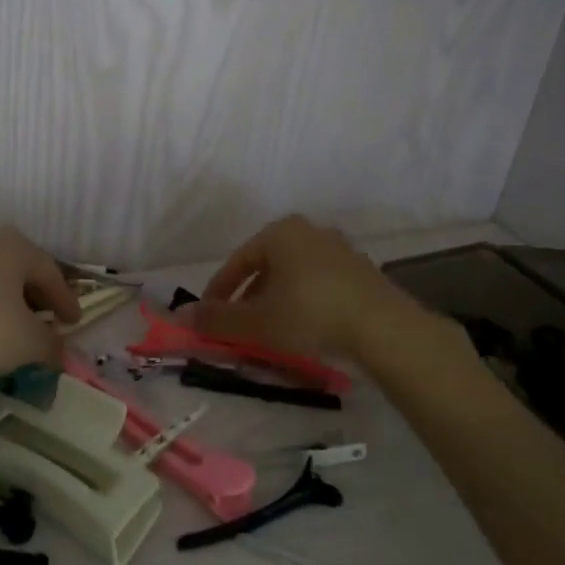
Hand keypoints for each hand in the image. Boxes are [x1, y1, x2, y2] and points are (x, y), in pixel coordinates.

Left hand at [0, 228, 80, 379]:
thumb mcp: (26, 343)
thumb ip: (51, 346)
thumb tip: (63, 353)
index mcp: (15, 247)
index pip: (51, 272)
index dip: (66, 300)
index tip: (74, 322)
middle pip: (17, 269)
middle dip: (33, 296)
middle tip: (43, 321)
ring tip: (4, 327)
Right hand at [194, 215, 409, 361]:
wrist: (383, 328)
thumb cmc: (310, 314)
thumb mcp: (256, 321)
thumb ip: (217, 318)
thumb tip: (181, 316)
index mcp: (280, 232)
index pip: (237, 261)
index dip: (218, 291)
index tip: (207, 317)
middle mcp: (309, 232)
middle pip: (266, 266)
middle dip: (248, 297)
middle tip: (238, 326)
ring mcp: (339, 250)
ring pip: (293, 276)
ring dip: (275, 301)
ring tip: (269, 332)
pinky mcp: (361, 272)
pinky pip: (318, 285)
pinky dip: (303, 303)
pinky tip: (303, 329)